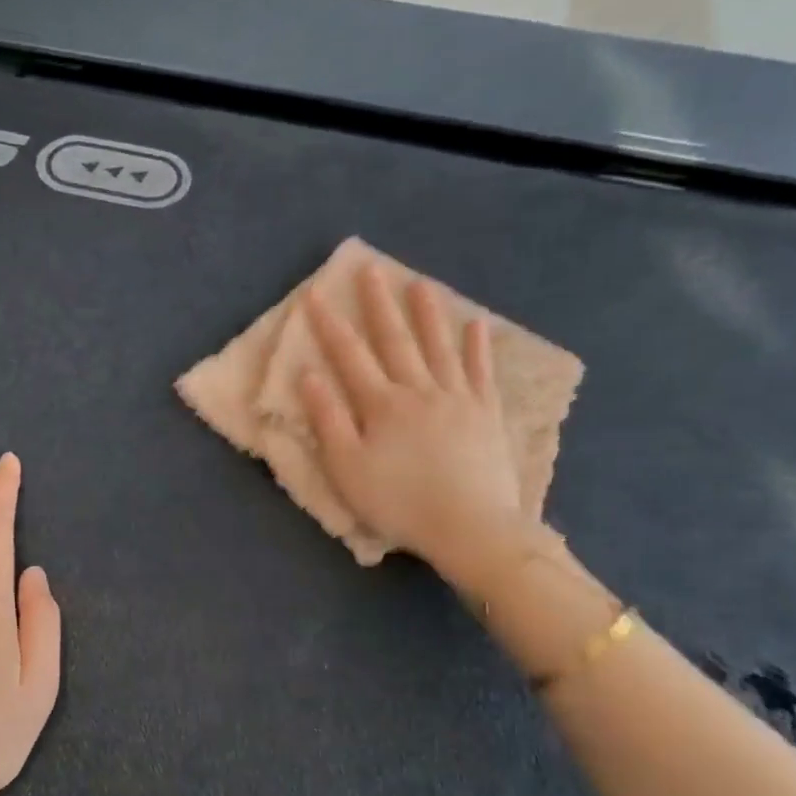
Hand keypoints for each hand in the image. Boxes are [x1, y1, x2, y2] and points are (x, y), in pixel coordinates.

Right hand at [299, 267, 530, 596]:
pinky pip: (481, 371)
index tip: (315, 294)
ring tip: (418, 283)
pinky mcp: (486, 414)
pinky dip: (477, 347)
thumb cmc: (399, 503)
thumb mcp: (348, 469)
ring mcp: (458, 398)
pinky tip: (476, 324)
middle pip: (395, 340)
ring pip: (439, 347)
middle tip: (369, 269)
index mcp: (382, 405)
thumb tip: (309, 376)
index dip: (329, 325)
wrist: (469, 526)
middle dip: (378, 305)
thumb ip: (328, 421)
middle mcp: (419, 390)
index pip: (349, 356)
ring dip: (427, 313)